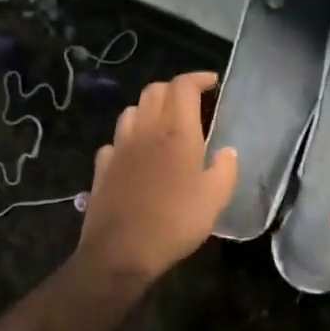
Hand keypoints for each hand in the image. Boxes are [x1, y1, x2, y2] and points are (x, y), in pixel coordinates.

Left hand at [77, 72, 237, 285]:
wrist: (121, 251)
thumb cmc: (175, 222)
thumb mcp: (215, 199)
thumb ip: (225, 169)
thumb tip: (227, 151)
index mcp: (176, 132)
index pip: (183, 86)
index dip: (198, 78)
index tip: (212, 83)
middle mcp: (145, 130)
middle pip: (154, 91)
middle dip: (174, 89)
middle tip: (192, 104)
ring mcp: (119, 148)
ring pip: (131, 111)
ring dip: (149, 110)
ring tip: (164, 125)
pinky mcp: (102, 168)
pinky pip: (115, 141)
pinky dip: (129, 139)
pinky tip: (136, 155)